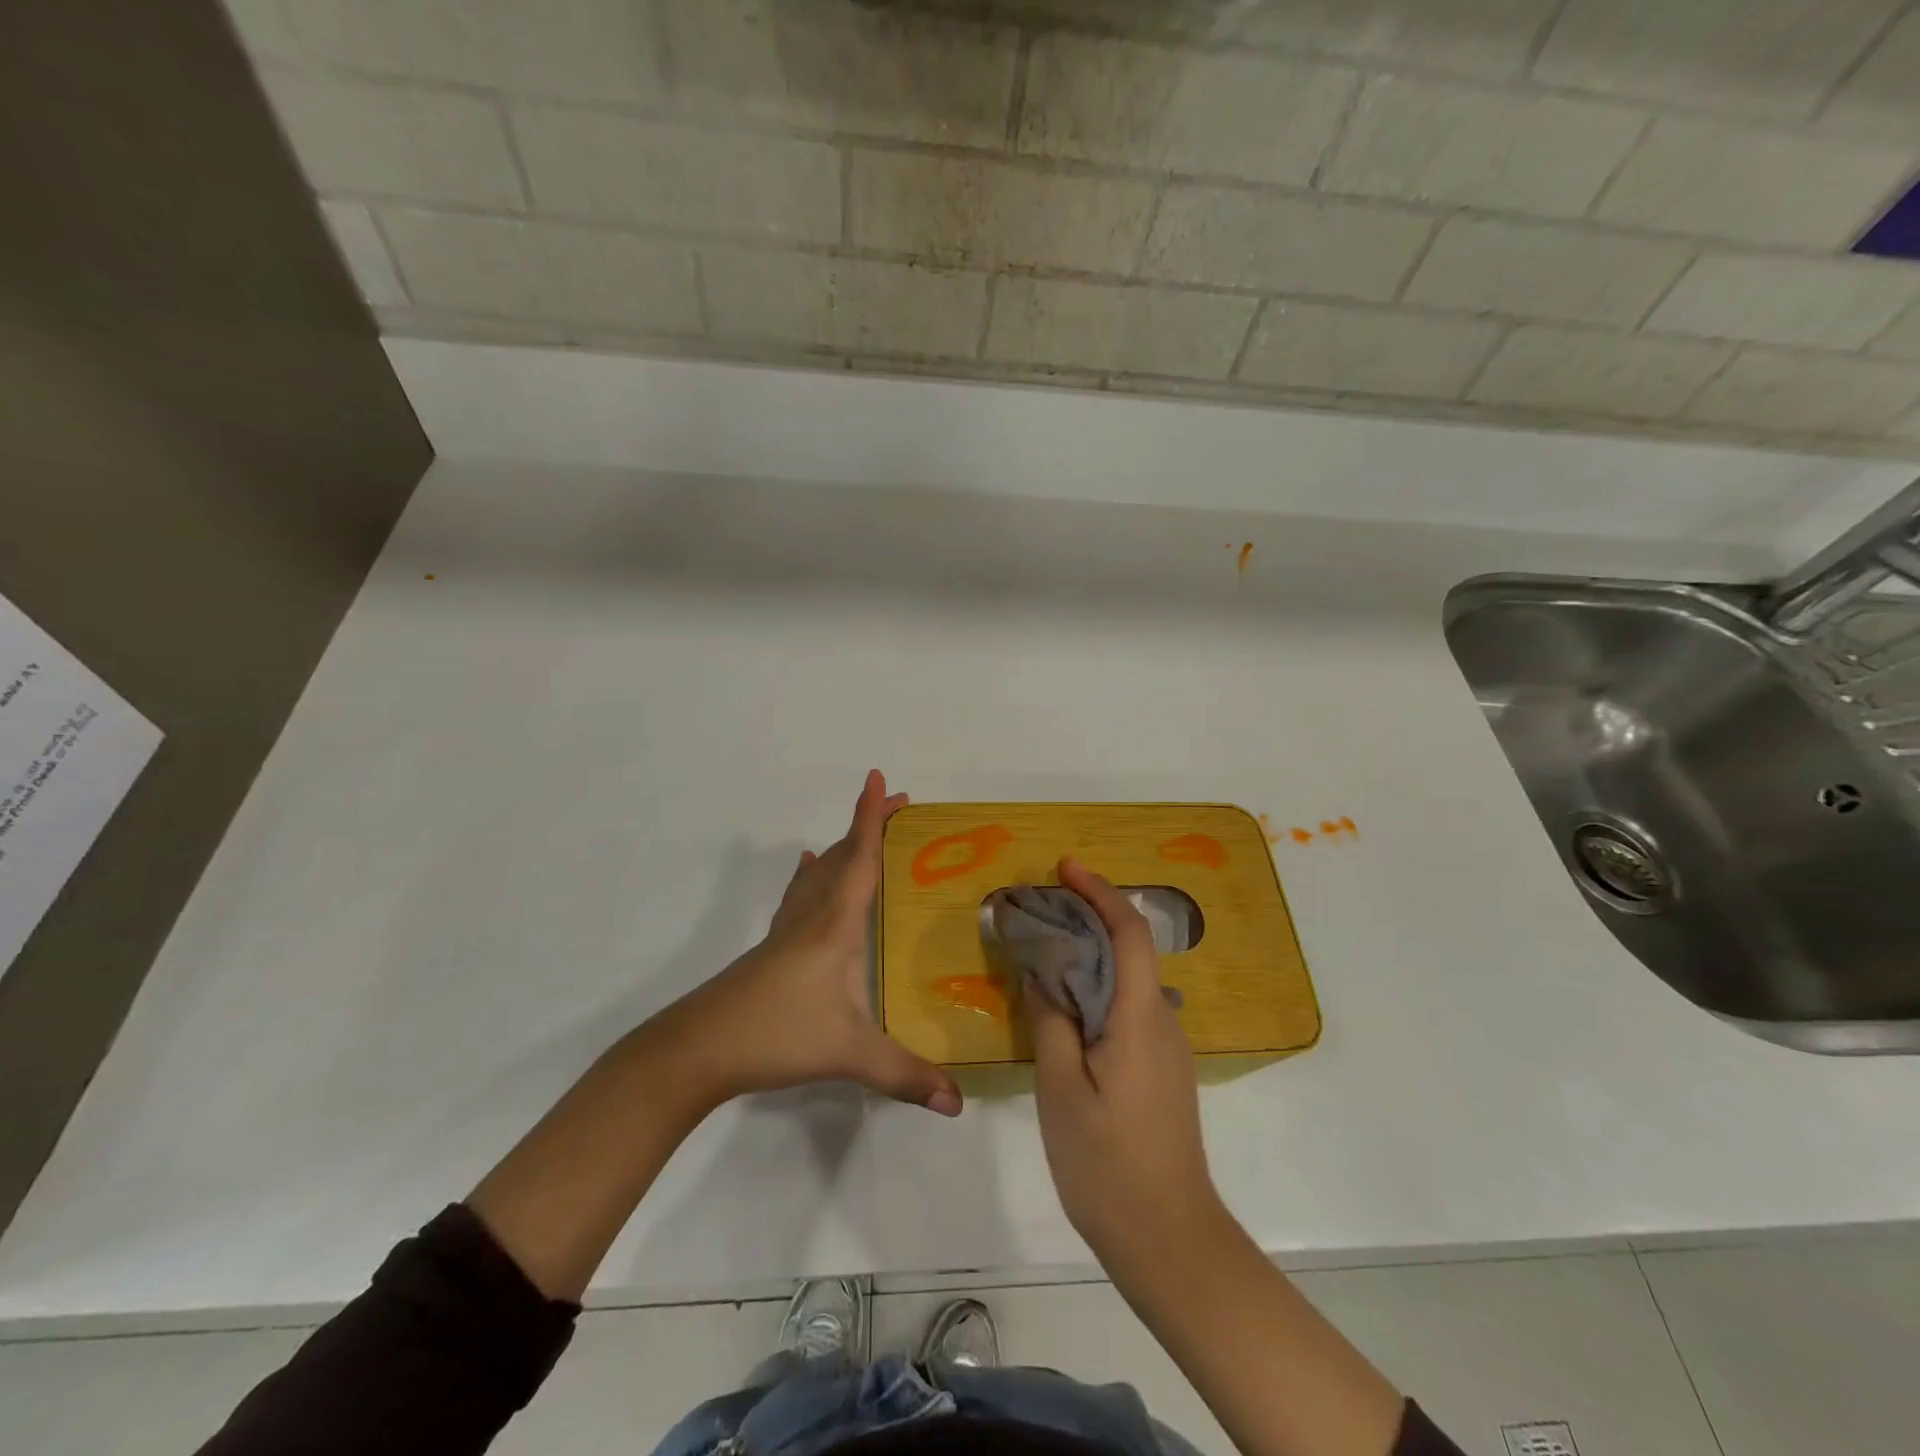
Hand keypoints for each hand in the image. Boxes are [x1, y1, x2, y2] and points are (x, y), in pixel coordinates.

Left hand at [658, 770, 961, 1115]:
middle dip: (870, 825)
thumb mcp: (848, 1055)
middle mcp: (812, 916)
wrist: (698, 1049)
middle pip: (843, 856)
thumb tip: (957, 1103)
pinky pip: (799, 894)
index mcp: (835, 925)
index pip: (860, 859)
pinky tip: (807, 868)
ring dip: (845, 846)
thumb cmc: (776, 1036)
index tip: (879, 778)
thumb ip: (905, 1075)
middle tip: (901, 806)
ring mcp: (787, 929)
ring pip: (820, 872)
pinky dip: (812, 873)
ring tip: (866, 834)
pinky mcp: (772, 947)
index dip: (872, 818)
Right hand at [1026, 858, 1223, 1268]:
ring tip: (1040, 952)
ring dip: (1088, 955)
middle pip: (1129, 950)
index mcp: (1141, 1017)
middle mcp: (1163, 1020)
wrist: (1168, 1239)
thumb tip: (1041, 971)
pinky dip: (1095, 988)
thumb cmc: (1107, 1162)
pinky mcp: (1161, 1069)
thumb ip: (1050, 1019)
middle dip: (1087, 917)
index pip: (1129, 932)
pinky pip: (1127, 1008)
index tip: (1065, 868)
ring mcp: (1166, 1047)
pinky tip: (1062, 1005)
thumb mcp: (1060, 1087)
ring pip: (1126, 980)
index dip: (1100, 892)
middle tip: (1037, 909)